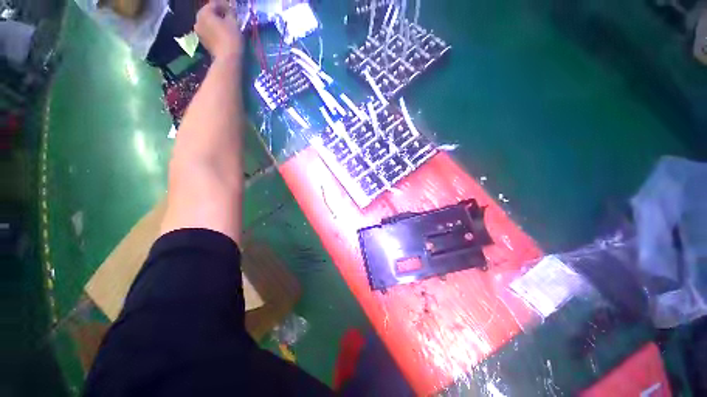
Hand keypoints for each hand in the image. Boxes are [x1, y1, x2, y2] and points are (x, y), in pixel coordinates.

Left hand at [194, 0, 242, 58]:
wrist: (228, 59)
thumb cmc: (231, 38)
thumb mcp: (233, 22)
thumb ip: (230, 13)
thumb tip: (229, 10)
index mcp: (204, 12)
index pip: (214, 4)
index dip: (225, 6)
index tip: (233, 10)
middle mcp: (198, 20)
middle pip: (209, 14)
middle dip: (219, 15)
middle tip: (229, 18)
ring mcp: (199, 33)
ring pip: (209, 24)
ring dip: (217, 24)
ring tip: (227, 28)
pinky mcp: (203, 43)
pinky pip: (209, 33)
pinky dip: (215, 33)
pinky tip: (223, 36)